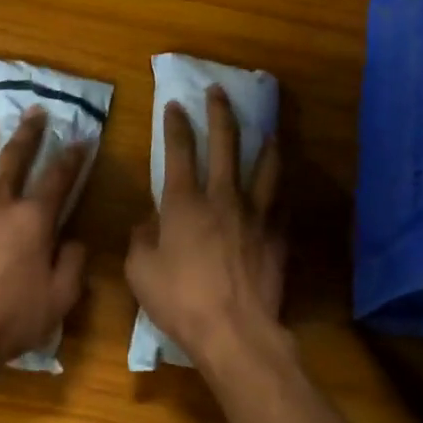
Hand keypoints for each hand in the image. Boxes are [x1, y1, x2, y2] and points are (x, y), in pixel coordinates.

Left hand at [0, 108, 89, 378]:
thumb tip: (74, 239)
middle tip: (36, 111)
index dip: (72, 157)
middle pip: (15, 158)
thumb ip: (73, 262)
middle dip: (29, 133)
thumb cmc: (13, 318)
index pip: (58, 178)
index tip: (81, 140)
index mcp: (33, 219)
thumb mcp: (60, 297)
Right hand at [125, 85, 287, 371]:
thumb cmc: (180, 301)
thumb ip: (141, 239)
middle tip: (219, 91)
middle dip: (220, 113)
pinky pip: (281, 204)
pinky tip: (282, 185)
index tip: (175, 104)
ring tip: (268, 129)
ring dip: (264, 143)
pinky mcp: (277, 236)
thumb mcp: (140, 271)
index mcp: (184, 203)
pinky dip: (280, 190)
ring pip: (264, 167)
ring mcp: (255, 215)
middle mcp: (222, 198)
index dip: (175, 124)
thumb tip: (147, 221)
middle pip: (225, 144)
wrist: (235, 331)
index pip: (178, 151)